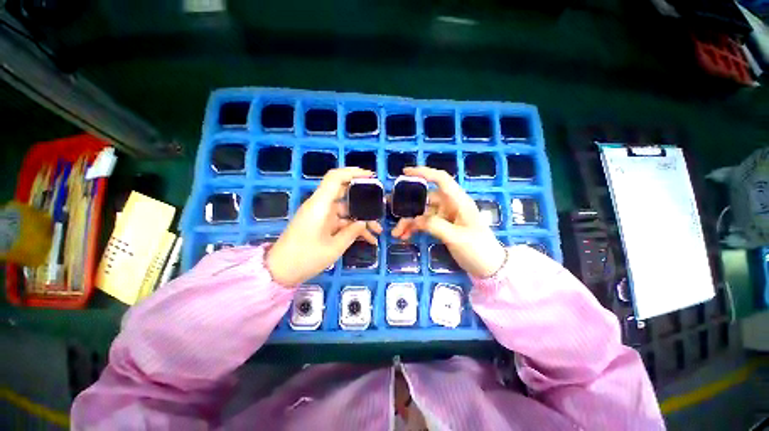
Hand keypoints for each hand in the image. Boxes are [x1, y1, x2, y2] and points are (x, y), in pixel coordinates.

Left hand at [267, 168, 382, 285]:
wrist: (280, 272)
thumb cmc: (305, 258)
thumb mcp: (334, 247)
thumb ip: (353, 231)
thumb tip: (365, 222)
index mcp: (320, 205)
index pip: (335, 178)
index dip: (353, 172)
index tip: (371, 177)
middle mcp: (321, 206)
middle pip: (345, 194)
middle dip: (364, 200)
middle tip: (380, 206)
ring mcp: (321, 216)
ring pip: (346, 211)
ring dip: (361, 219)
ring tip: (378, 231)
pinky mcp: (321, 225)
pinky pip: (341, 222)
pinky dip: (353, 228)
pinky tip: (368, 239)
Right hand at [391, 167, 505, 277]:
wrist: (489, 267)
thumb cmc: (478, 249)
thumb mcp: (457, 238)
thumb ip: (435, 225)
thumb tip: (415, 219)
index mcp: (459, 201)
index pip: (441, 180)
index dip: (424, 173)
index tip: (405, 172)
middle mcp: (451, 205)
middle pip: (426, 199)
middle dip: (408, 206)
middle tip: (392, 210)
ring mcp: (446, 216)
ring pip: (422, 213)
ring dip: (409, 222)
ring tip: (396, 234)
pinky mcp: (442, 226)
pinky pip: (425, 223)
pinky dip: (414, 228)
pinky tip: (405, 236)